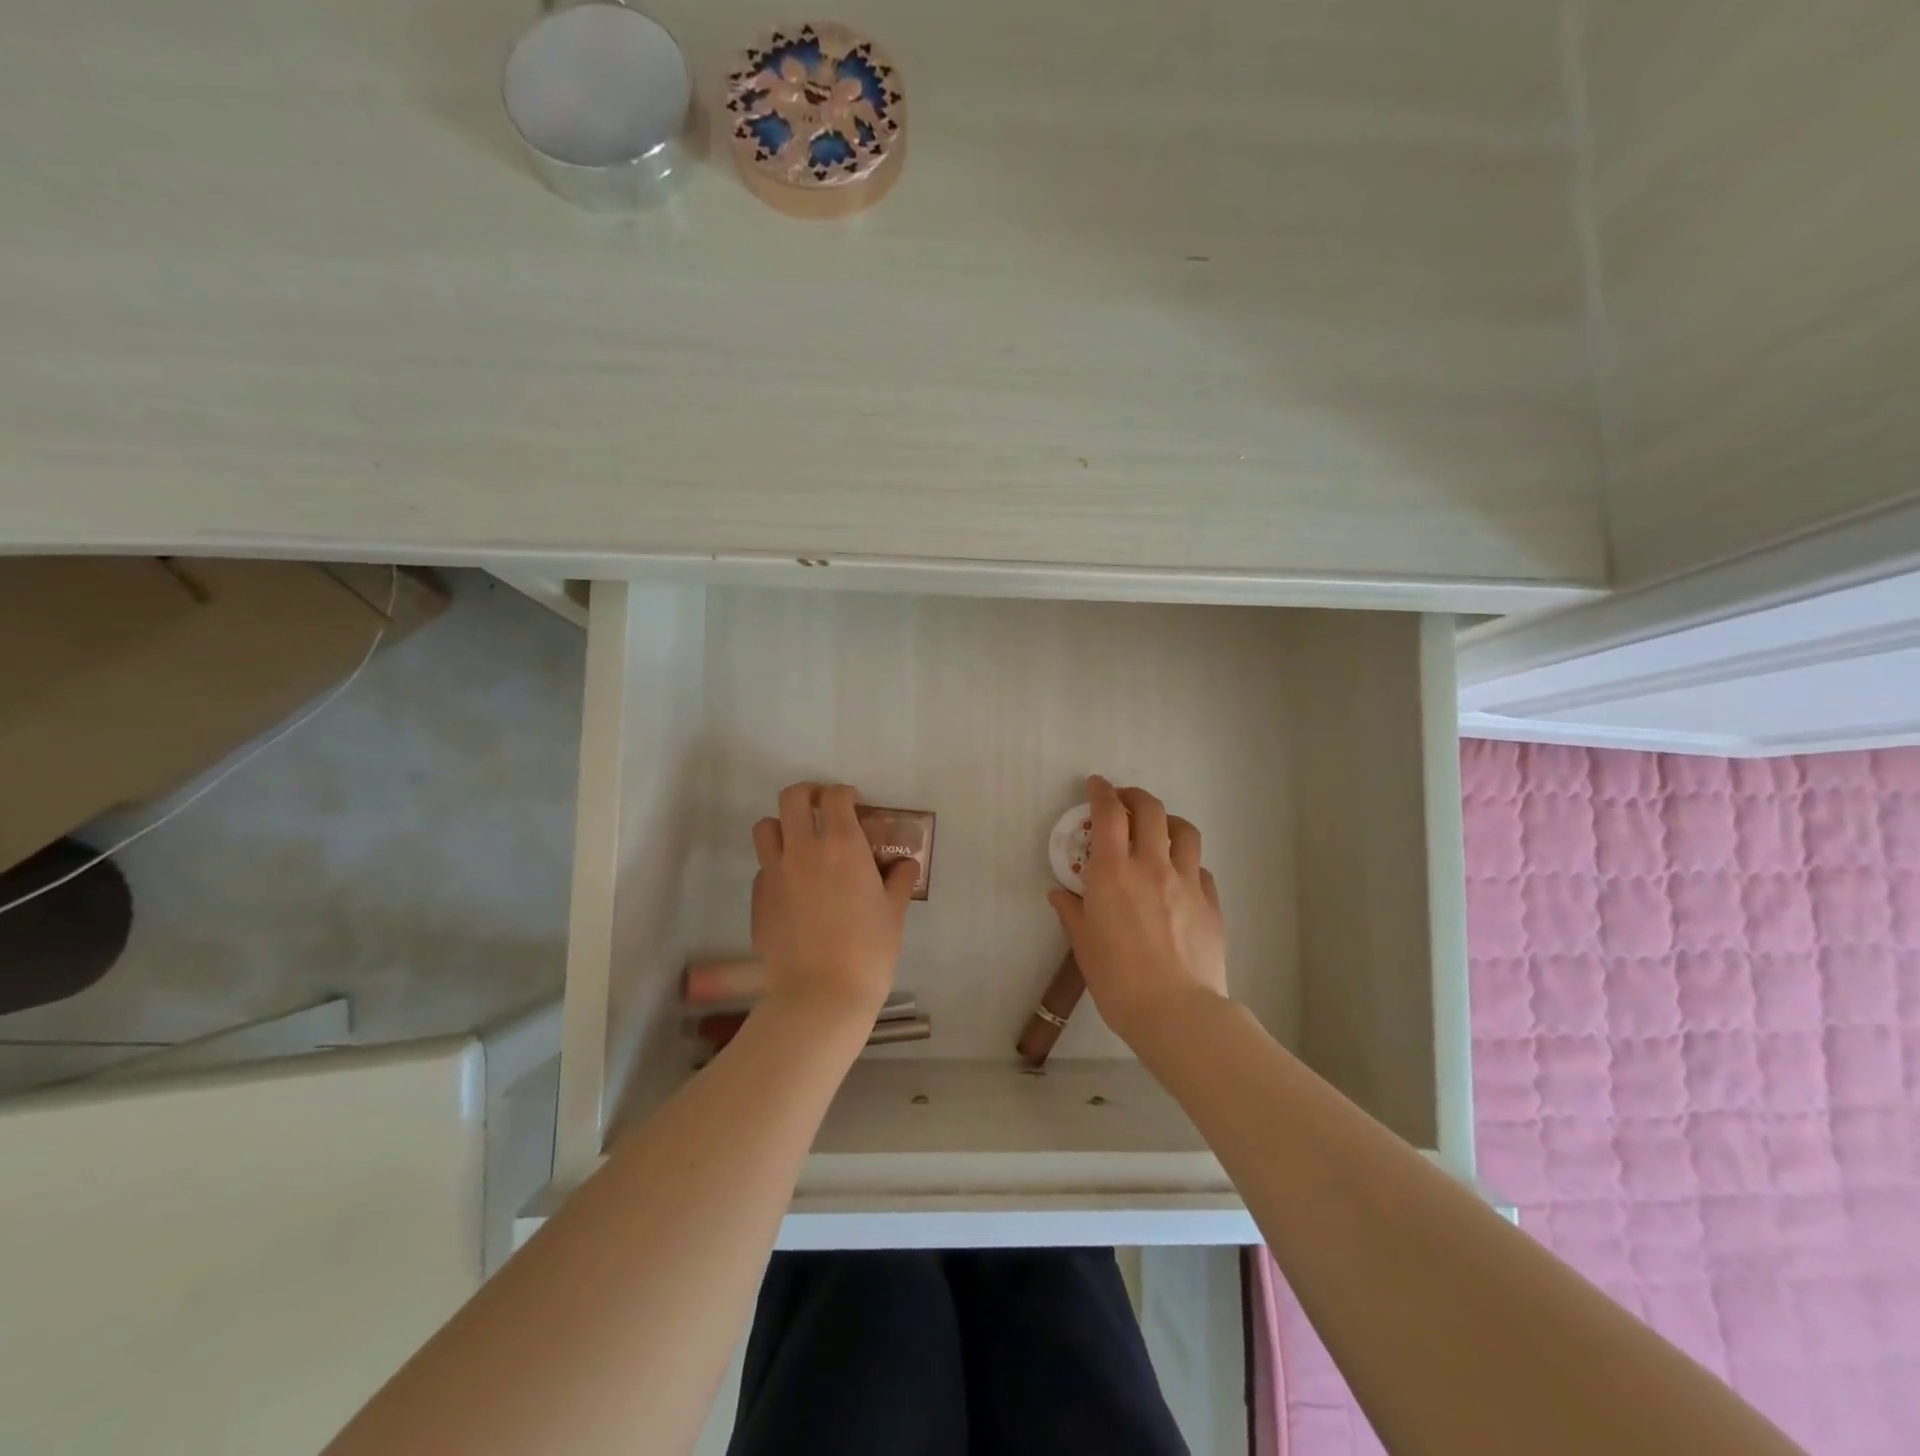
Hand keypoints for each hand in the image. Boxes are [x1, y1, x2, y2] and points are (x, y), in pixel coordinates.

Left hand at [751, 782, 916, 1023]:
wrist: (820, 994)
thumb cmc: (868, 951)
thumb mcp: (894, 913)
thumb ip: (899, 881)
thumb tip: (904, 865)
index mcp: (843, 846)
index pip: (835, 798)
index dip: (843, 794)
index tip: (852, 802)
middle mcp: (804, 849)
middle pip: (792, 798)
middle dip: (807, 794)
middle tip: (820, 808)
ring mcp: (775, 873)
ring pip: (766, 827)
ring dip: (782, 826)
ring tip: (798, 843)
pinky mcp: (758, 898)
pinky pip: (763, 867)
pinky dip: (776, 866)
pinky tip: (793, 888)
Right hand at [1047, 775, 1228, 1045]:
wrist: (1177, 1013)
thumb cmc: (1118, 981)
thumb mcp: (1084, 946)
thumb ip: (1072, 913)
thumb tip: (1060, 895)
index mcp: (1114, 872)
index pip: (1108, 814)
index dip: (1102, 792)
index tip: (1096, 785)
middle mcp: (1152, 866)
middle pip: (1150, 810)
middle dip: (1135, 796)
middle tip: (1124, 801)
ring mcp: (1187, 882)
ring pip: (1184, 831)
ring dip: (1168, 821)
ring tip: (1158, 830)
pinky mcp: (1211, 903)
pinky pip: (1200, 868)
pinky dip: (1186, 862)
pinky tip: (1179, 878)